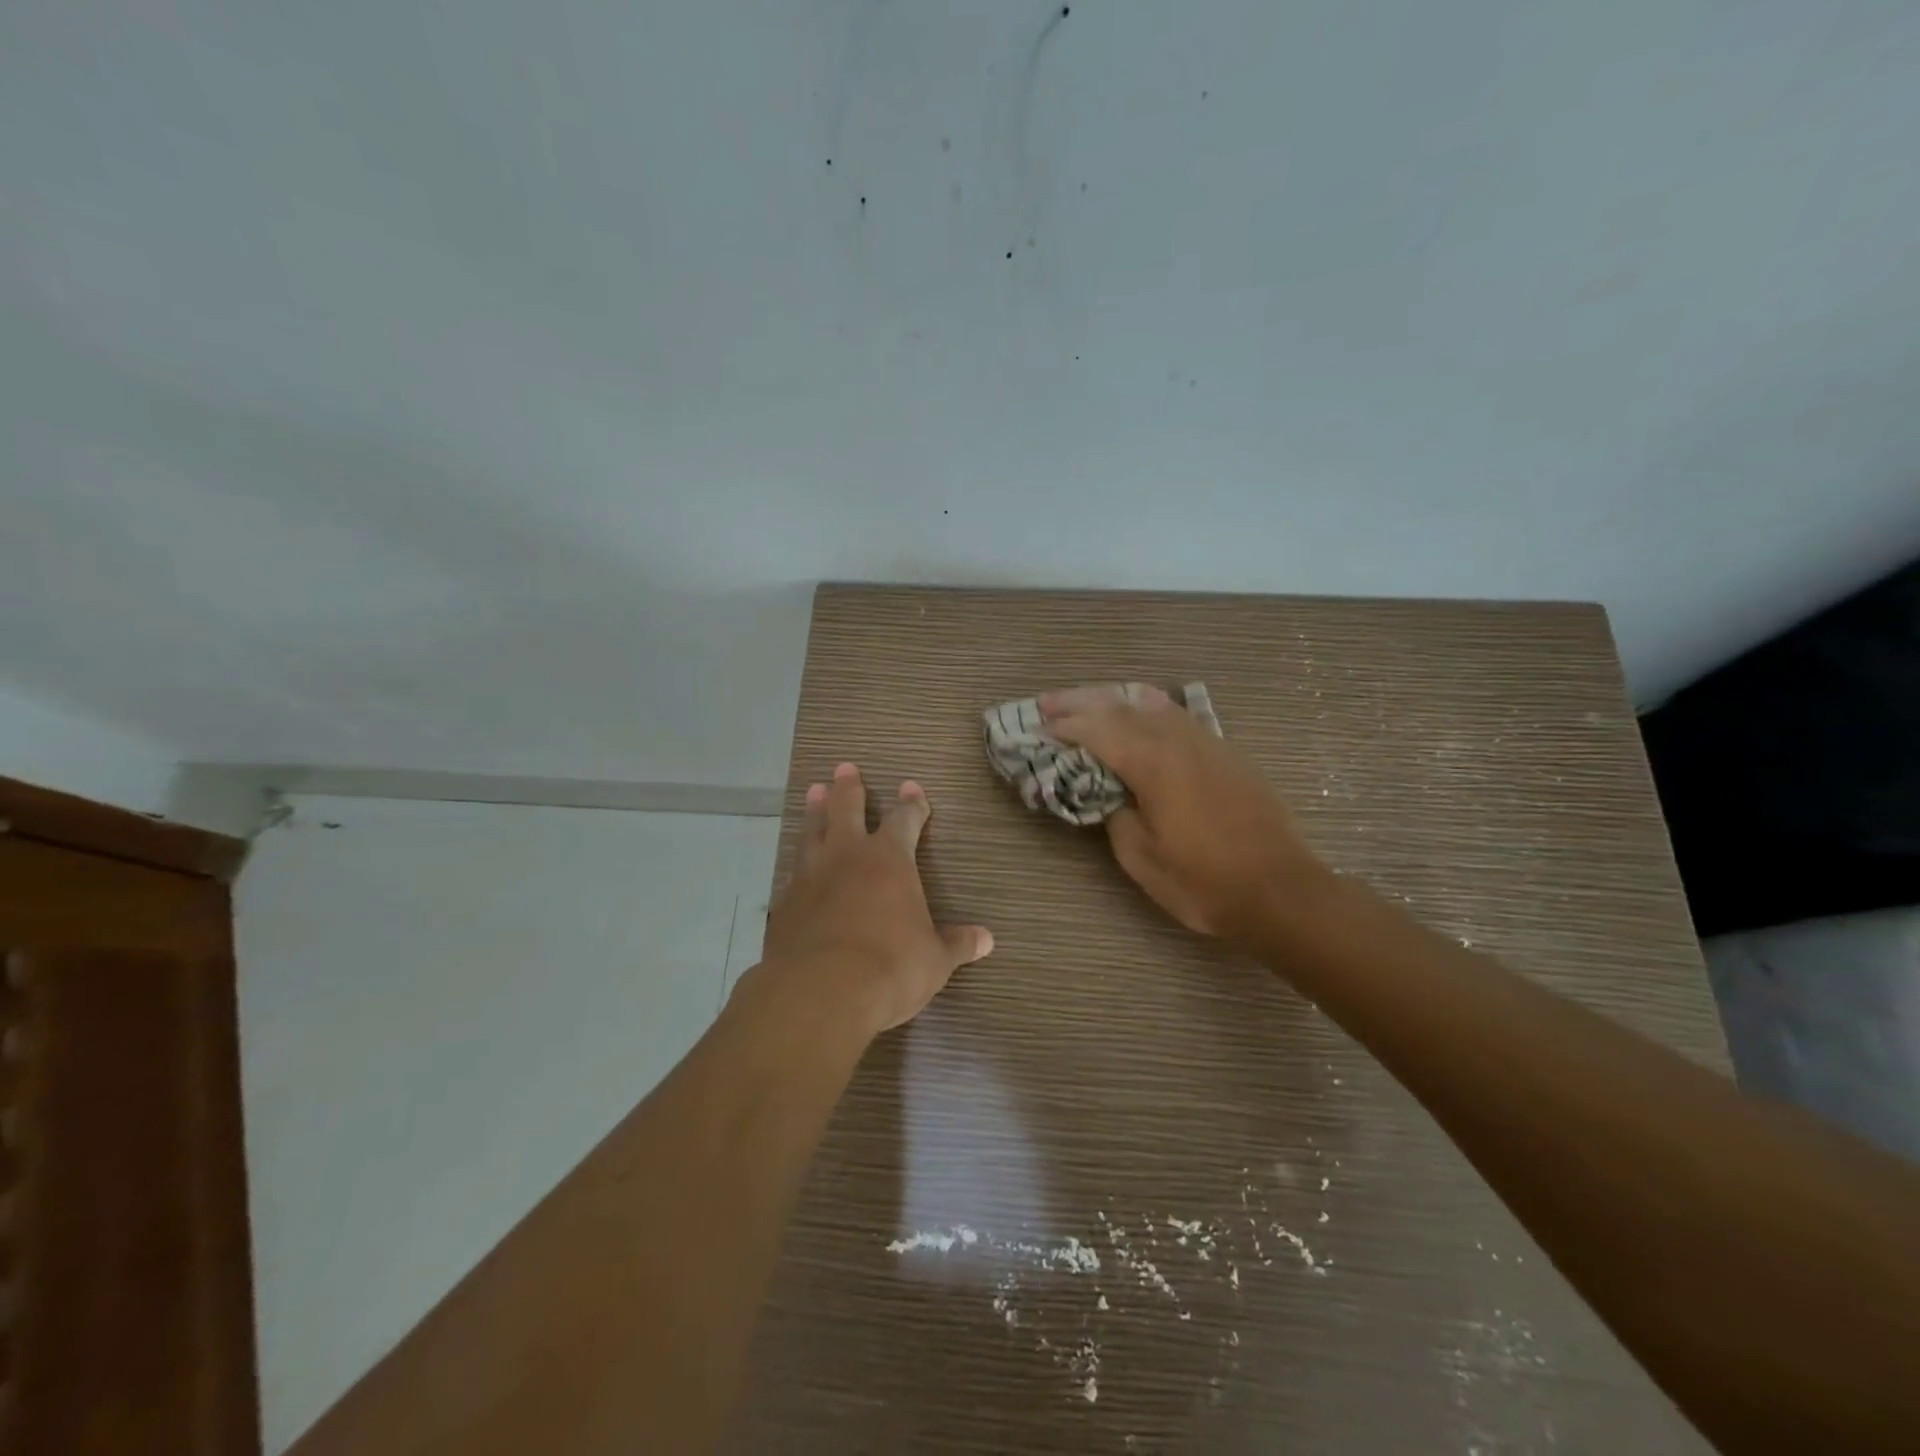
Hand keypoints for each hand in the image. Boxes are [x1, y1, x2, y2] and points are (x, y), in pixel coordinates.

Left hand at [758, 763, 993, 1034]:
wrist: (820, 992)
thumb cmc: (890, 966)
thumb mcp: (934, 960)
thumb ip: (957, 944)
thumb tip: (988, 939)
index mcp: (889, 860)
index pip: (904, 820)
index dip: (911, 804)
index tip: (912, 787)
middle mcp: (848, 857)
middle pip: (847, 809)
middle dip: (849, 788)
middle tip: (844, 768)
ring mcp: (811, 876)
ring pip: (813, 831)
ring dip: (815, 810)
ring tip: (813, 792)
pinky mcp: (785, 903)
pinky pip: (793, 871)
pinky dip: (799, 862)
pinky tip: (797, 866)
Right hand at [1042, 685, 1328, 941]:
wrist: (1281, 890)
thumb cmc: (1204, 881)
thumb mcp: (1142, 859)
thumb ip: (1115, 815)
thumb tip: (1108, 793)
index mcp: (1153, 763)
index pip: (1097, 731)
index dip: (1063, 727)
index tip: (1036, 729)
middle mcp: (1178, 740)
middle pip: (1120, 706)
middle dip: (1079, 702)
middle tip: (1047, 703)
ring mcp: (1206, 742)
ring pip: (1152, 702)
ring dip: (1113, 698)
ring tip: (1088, 701)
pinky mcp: (1225, 752)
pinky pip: (1177, 715)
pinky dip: (1147, 708)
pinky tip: (1140, 714)